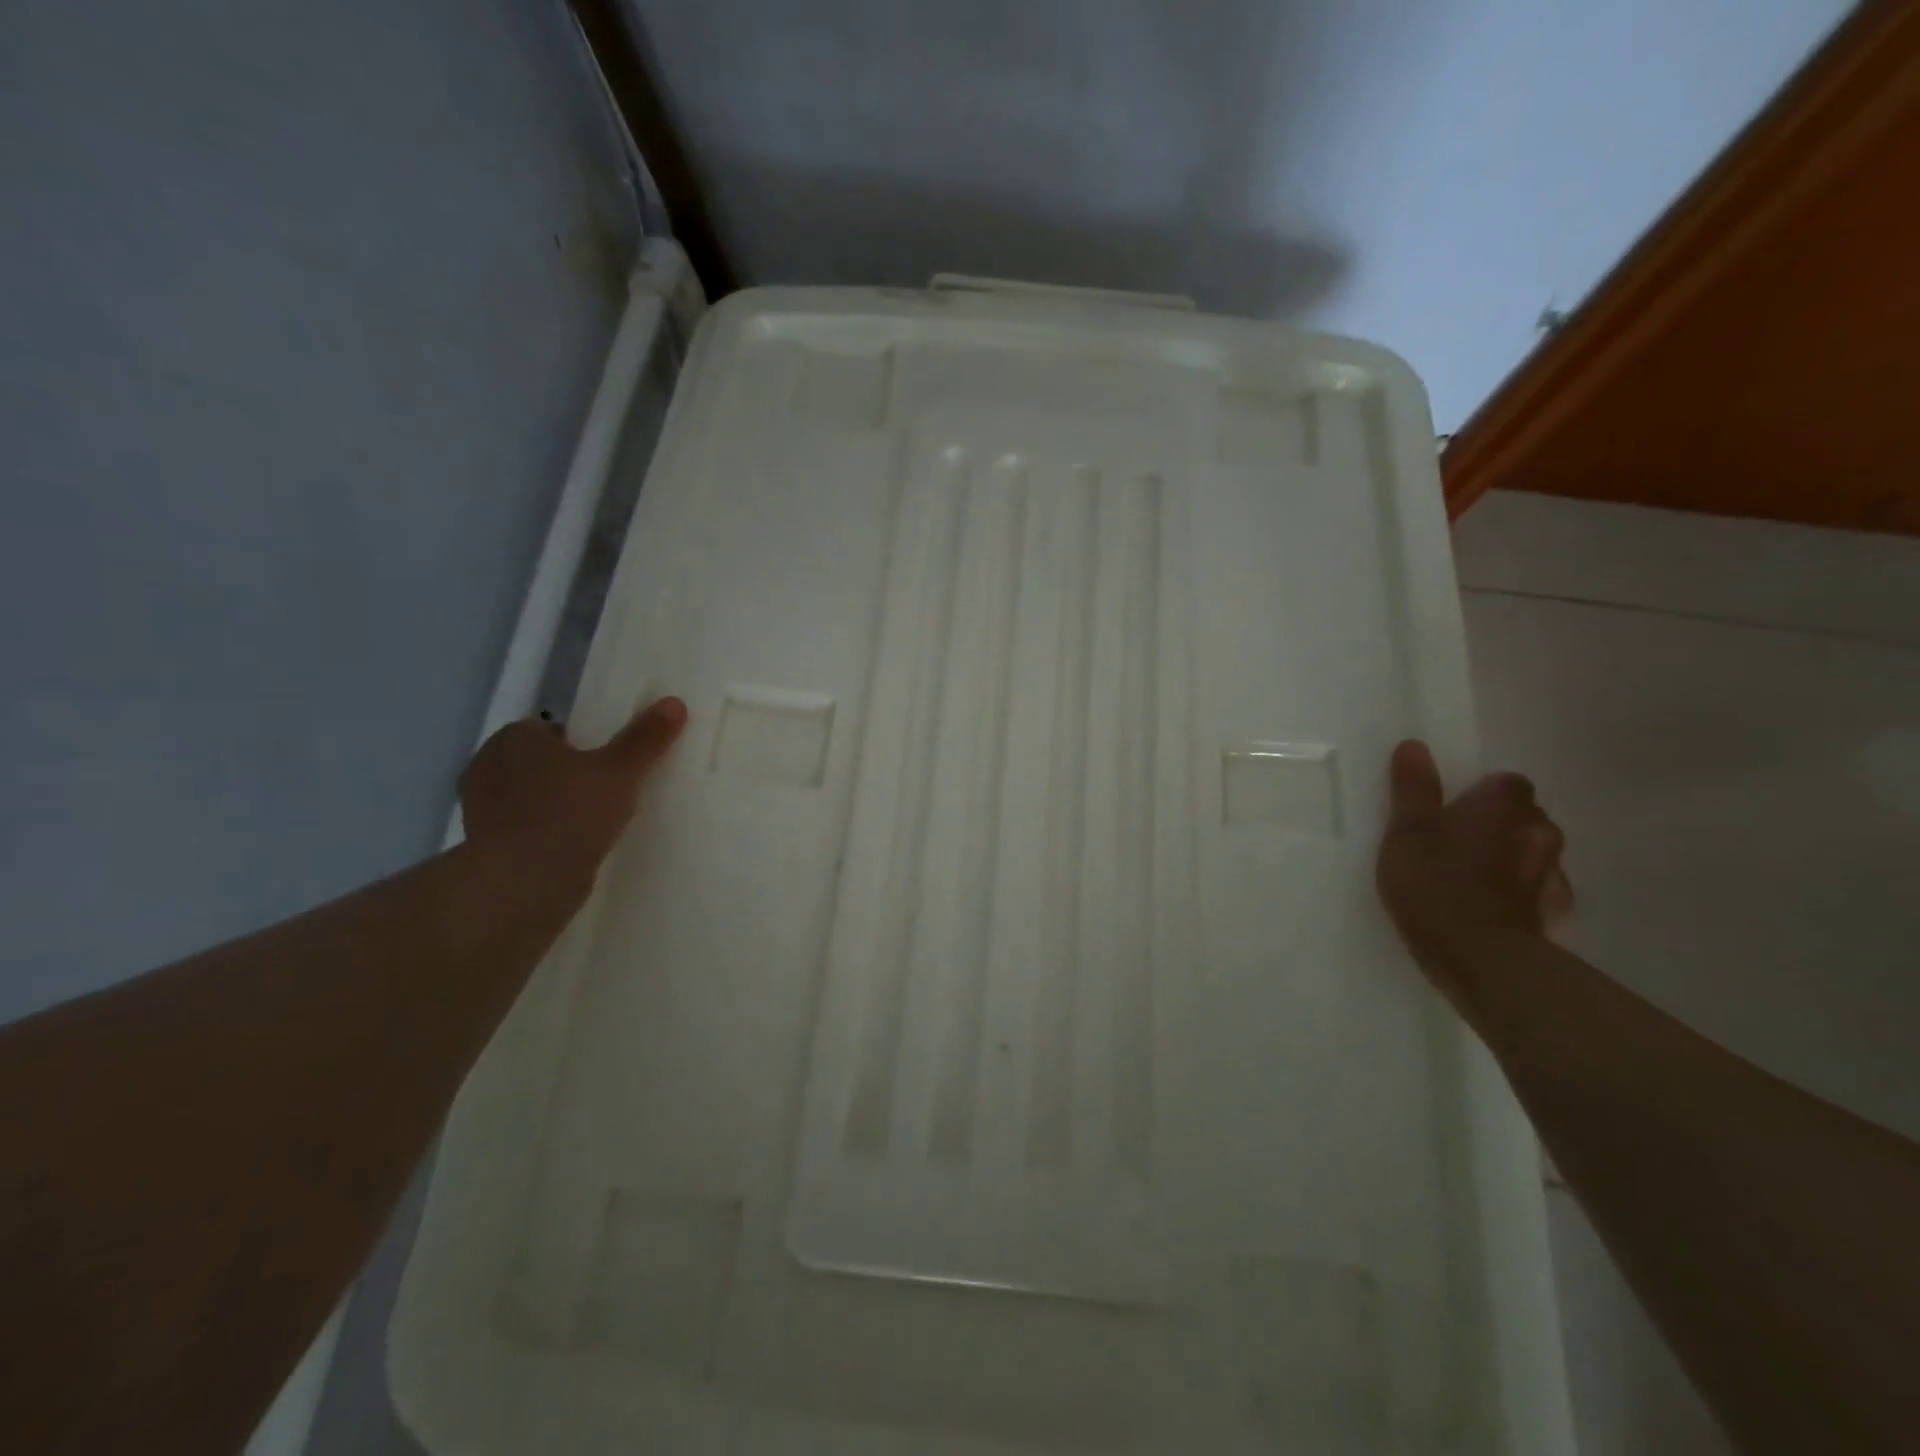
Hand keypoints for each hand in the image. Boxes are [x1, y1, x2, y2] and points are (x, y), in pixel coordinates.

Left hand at [459, 696, 687, 881]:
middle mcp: (487, 766)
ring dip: (557, 805)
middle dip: (569, 773)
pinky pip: (525, 828)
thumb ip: (645, 738)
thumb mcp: (620, 771)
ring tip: (598, 821)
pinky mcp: (484, 847)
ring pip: (531, 796)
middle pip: (541, 762)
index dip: (583, 742)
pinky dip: (546, 833)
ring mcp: (481, 809)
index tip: (611, 762)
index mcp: (514, 738)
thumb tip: (674, 702)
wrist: (524, 885)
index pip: (551, 729)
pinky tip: (576, 847)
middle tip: (611, 790)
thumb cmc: (570, 814)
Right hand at [1375, 740, 1572, 1020]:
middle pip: (1524, 817)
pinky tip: (1494, 911)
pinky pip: (1539, 894)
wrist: (1479, 957)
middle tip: (1456, 844)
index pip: (1506, 782)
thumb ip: (1413, 788)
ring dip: (1511, 861)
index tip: (1451, 810)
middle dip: (1498, 826)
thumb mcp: (1406, 831)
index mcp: (1503, 806)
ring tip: (1472, 881)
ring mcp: (1553, 876)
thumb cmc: (1434, 882)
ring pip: (1534, 855)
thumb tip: (1415, 746)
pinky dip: (1521, 897)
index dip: (1480, 794)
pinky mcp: (1554, 916)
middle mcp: (1539, 831)